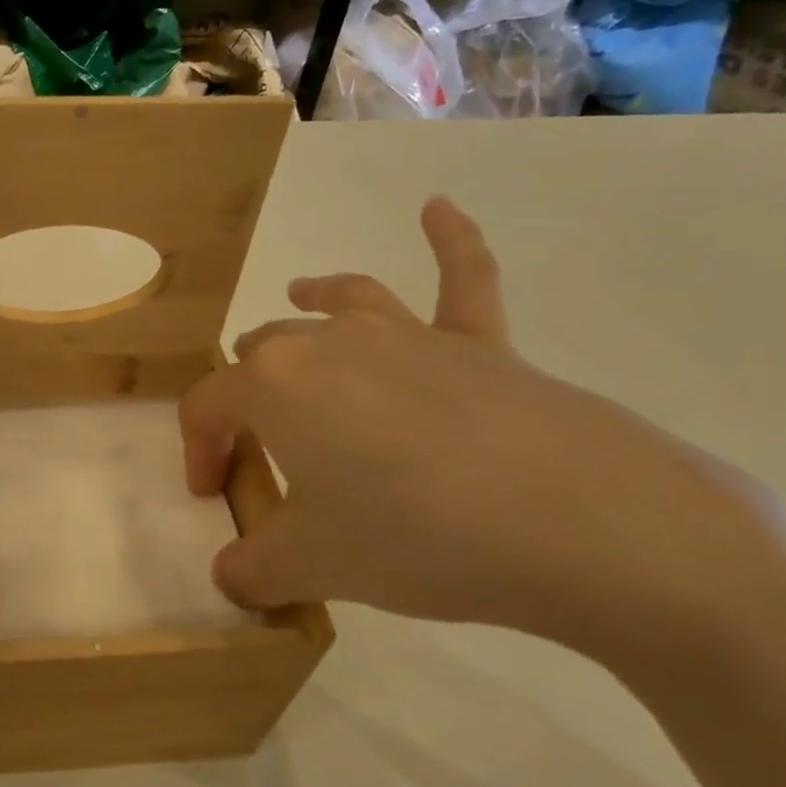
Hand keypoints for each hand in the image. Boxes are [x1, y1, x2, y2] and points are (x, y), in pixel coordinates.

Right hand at [180, 198, 785, 668]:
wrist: (586, 528)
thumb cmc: (418, 538)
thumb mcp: (312, 567)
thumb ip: (252, 571)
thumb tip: (232, 579)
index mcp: (274, 385)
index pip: (209, 407)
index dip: (199, 450)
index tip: (212, 495)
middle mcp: (330, 343)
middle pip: (265, 352)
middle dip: (247, 392)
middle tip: (258, 444)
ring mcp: (410, 336)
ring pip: (340, 302)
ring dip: (310, 300)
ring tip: (295, 295)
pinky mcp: (483, 345)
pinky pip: (463, 279)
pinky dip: (451, 239)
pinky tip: (438, 207)